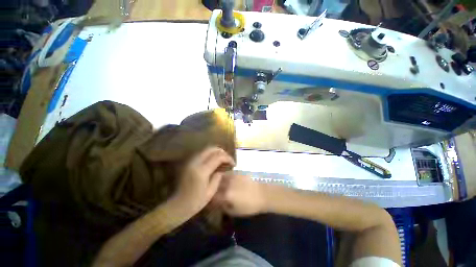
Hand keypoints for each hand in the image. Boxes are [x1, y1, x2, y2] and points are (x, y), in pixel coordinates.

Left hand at [168, 147, 234, 218]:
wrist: (178, 205)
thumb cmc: (196, 201)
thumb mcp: (211, 191)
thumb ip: (218, 177)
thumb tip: (222, 169)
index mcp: (202, 171)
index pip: (218, 157)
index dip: (228, 158)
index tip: (233, 163)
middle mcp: (196, 162)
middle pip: (211, 149)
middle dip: (222, 152)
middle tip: (228, 159)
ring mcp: (191, 161)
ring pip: (206, 149)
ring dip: (216, 152)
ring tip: (222, 159)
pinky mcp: (189, 162)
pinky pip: (202, 153)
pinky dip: (210, 154)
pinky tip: (214, 161)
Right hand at [213, 174, 266, 216]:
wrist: (263, 194)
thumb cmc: (250, 206)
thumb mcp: (235, 211)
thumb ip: (223, 207)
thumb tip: (216, 202)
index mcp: (226, 195)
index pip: (213, 195)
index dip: (209, 197)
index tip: (209, 199)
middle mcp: (228, 183)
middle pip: (215, 183)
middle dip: (212, 187)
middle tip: (213, 190)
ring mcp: (233, 175)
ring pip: (220, 176)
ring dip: (218, 180)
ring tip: (219, 184)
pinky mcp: (238, 172)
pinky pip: (228, 172)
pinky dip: (225, 175)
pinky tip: (227, 179)